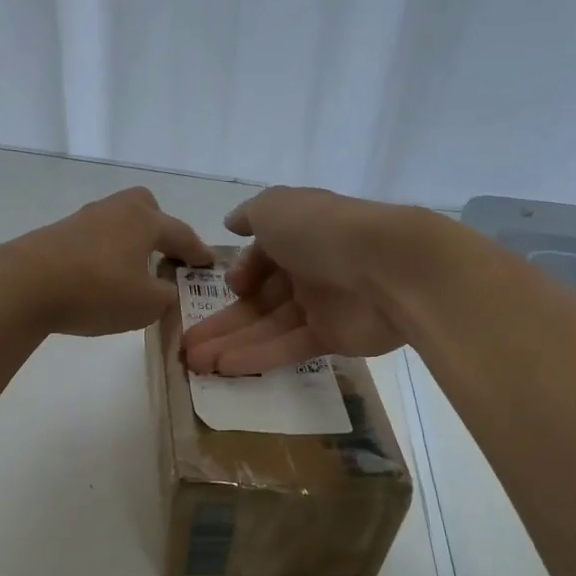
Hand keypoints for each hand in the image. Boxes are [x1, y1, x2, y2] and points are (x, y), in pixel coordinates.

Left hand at [0, 187, 214, 337]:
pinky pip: (92, 240)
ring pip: (116, 224)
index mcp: (144, 221)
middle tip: (165, 255)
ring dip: (128, 244)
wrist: (23, 285)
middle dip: (159, 228)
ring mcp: (82, 220)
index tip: (208, 263)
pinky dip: (102, 256)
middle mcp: (115, 211)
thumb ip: (166, 298)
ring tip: (131, 274)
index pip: (181, 233)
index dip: (197, 251)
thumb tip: (166, 291)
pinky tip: (98, 280)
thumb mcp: (146, 305)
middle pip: (144, 208)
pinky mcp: (55, 236)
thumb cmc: (97, 290)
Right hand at [182, 187, 433, 374]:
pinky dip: (257, 356)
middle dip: (222, 321)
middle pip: (259, 299)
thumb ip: (249, 215)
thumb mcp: (274, 207)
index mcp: (297, 235)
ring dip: (230, 344)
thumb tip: (231, 223)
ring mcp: (321, 305)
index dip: (240, 274)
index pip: (262, 258)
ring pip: (267, 327)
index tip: (227, 288)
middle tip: (187, 346)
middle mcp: (308, 269)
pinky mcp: (333, 338)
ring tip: (195, 365)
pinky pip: (289, 347)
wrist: (387, 267)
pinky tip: (225, 369)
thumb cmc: (322, 230)